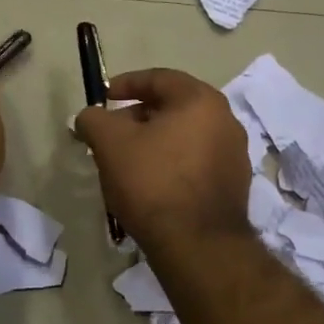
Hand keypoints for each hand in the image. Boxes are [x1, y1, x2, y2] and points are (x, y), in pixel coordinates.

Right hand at [74, 68, 252, 249]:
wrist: (197, 245)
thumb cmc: (152, 182)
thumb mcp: (110, 144)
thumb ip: (94, 119)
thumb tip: (89, 116)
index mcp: (200, 100)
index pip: (159, 78)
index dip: (126, 83)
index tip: (103, 97)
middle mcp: (226, 120)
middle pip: (174, 107)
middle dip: (138, 116)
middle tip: (112, 133)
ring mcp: (235, 154)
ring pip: (185, 135)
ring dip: (155, 141)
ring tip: (128, 161)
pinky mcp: (235, 185)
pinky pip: (196, 161)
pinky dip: (172, 163)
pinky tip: (152, 184)